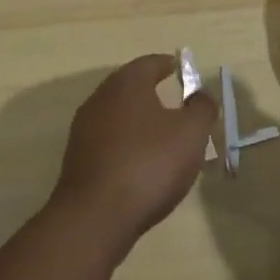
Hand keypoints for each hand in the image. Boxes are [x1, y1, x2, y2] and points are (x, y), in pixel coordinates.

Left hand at [50, 55, 217, 251]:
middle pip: (130, 86)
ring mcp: (84, 128)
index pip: (150, 63)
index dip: (168, 65)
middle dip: (153, 92)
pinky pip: (108, 140)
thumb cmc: (149, 164)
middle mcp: (101, 97)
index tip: (182, 70)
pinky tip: (140, 162)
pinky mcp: (77, 158)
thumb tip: (201, 94)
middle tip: (176, 103)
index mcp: (127, 83)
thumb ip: (201, 108)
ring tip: (161, 135)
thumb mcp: (190, 134)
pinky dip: (125, 142)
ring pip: (118, 114)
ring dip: (138, 119)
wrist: (95, 216)